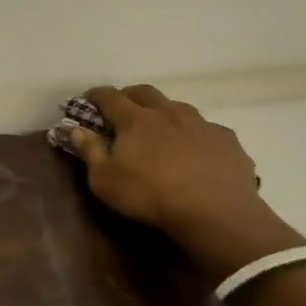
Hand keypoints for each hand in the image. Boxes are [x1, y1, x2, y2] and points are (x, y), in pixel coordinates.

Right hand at [71, 84, 305, 279]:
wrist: (216, 212)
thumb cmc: (151, 196)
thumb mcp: (105, 181)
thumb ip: (90, 152)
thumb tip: (78, 129)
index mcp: (136, 119)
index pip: (110, 96)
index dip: (96, 96)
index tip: (88, 100)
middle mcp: (168, 112)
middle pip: (145, 92)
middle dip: (130, 96)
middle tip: (122, 108)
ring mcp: (201, 124)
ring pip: (178, 107)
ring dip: (165, 113)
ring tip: (161, 130)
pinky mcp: (227, 140)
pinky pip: (207, 130)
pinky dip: (196, 135)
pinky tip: (197, 152)